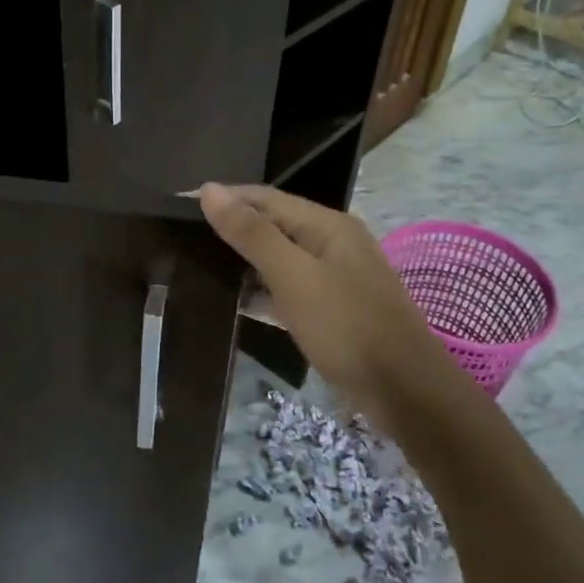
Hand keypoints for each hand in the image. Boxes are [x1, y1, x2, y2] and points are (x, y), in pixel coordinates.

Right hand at [199, 184, 449, 413]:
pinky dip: (262, 291)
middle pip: (273, 225)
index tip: (178, 206)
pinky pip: (289, 289)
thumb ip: (252, 233)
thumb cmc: (347, 328)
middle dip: (231, 228)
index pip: (265, 197)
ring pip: (280, 259)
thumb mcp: (294, 277)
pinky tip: (233, 301)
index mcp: (327, 225)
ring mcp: (335, 278)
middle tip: (181, 238)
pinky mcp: (333, 310)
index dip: (223, 198)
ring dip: (243, 261)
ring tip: (197, 265)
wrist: (406, 393)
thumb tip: (209, 189)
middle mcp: (333, 243)